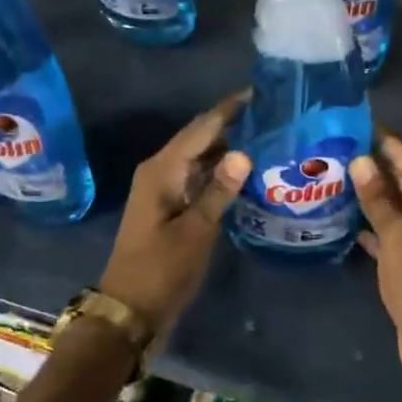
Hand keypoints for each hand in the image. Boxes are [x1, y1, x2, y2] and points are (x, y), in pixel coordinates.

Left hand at [99, 92, 250, 335]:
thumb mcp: (195, 231)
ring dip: (227, 147)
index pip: (201, 127)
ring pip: (199, 157)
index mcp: (162, 169)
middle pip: (200, 137)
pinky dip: (219, 171)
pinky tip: (245, 171)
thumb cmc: (161, 269)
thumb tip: (243, 152)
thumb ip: (219, 190)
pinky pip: (197, 176)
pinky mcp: (170, 205)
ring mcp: (164, 188)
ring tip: (265, 136)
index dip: (228, 109)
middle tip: (270, 114)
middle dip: (231, 124)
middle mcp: (160, 170)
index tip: (259, 92)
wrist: (130, 309)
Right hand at [351, 134, 401, 384]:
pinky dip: (381, 225)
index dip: (385, 144)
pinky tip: (351, 219)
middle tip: (339, 151)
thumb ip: (378, 199)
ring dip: (376, 198)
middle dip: (377, 170)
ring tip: (338, 178)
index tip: (356, 126)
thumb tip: (360, 160)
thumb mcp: (396, 237)